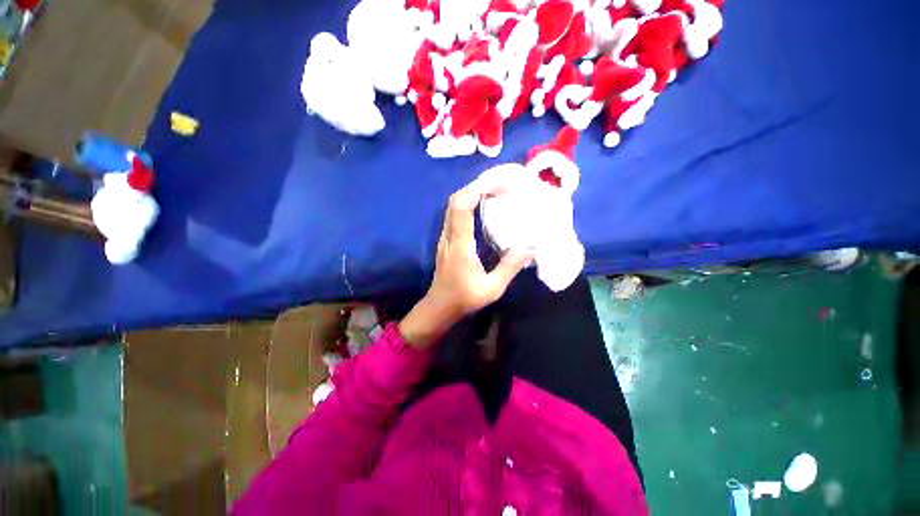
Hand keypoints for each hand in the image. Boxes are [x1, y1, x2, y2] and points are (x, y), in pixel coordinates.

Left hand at [399, 176, 533, 347]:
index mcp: (459, 244)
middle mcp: (449, 235)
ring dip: (473, 192)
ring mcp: (446, 236)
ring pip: (454, 205)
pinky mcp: (447, 239)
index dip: (478, 189)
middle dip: (477, 186)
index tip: (500, 185)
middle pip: (456, 200)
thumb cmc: (464, 298)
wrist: (439, 306)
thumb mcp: (492, 288)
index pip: (461, 207)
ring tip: (495, 189)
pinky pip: (455, 213)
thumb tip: (530, 247)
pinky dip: (469, 202)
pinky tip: (484, 205)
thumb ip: (510, 267)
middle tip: (501, 183)